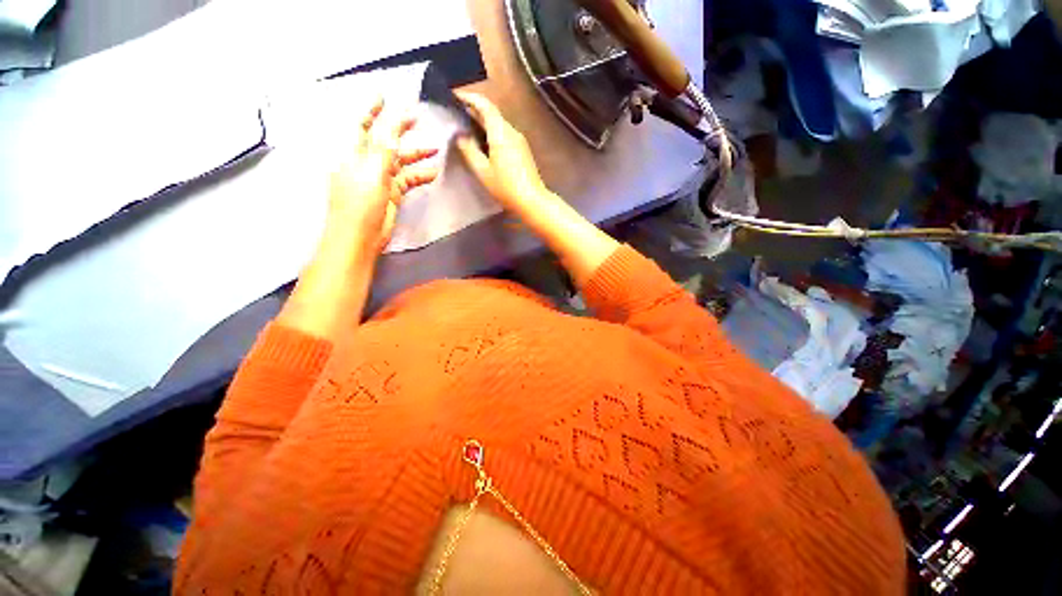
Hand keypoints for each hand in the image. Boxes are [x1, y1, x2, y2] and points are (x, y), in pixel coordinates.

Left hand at [277, 100, 437, 338]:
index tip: (384, 95)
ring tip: (435, 150)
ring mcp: (380, 180)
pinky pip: (407, 181)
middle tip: (419, 120)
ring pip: (400, 162)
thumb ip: (383, 151)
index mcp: (355, 155)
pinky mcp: (392, 195)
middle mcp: (366, 164)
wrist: (360, 239)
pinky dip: (419, 176)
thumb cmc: (359, 205)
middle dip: (401, 131)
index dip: (373, 110)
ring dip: (416, 156)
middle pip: (386, 142)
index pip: (364, 126)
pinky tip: (433, 173)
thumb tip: (394, 130)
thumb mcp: (371, 174)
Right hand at [453, 92, 619, 285]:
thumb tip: (460, 136)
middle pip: (493, 114)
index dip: (470, 98)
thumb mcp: (482, 171)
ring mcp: (520, 141)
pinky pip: (505, 135)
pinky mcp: (523, 150)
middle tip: (458, 114)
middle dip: (475, 110)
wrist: (532, 201)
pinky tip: (485, 144)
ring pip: (499, 125)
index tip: (455, 97)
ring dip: (484, 123)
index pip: (485, 105)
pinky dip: (492, 133)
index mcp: (501, 133)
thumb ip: (469, 150)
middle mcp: (512, 131)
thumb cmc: (506, 187)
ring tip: (468, 129)